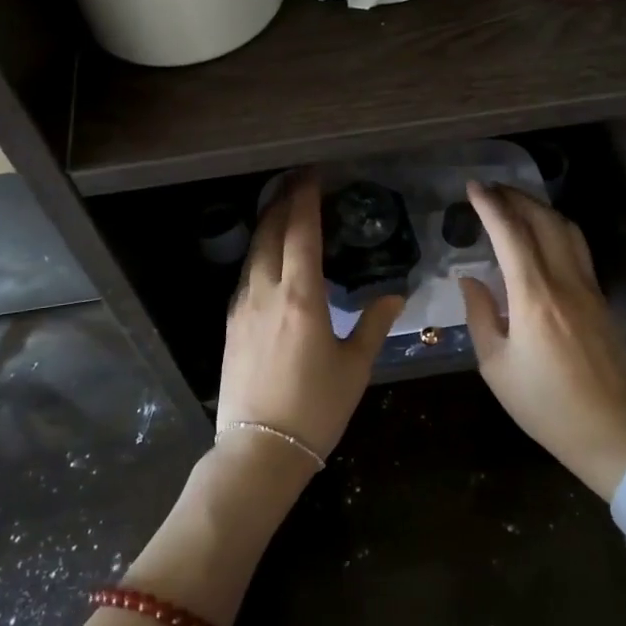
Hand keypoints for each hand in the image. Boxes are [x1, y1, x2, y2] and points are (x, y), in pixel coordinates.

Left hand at [217, 172, 402, 462]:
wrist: (259, 451)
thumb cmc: (315, 409)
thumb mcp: (355, 367)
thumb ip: (374, 324)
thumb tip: (395, 295)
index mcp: (301, 297)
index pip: (301, 233)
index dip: (306, 199)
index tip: (312, 174)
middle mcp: (266, 292)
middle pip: (270, 233)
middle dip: (283, 201)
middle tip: (297, 180)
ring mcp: (242, 307)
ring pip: (253, 252)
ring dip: (268, 224)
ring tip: (282, 208)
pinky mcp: (231, 324)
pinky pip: (245, 275)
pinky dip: (259, 253)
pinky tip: (268, 257)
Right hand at [459, 181, 625, 497]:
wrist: (610, 433)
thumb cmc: (545, 406)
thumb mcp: (496, 366)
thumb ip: (481, 316)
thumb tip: (470, 280)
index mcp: (534, 298)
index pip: (511, 235)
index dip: (491, 206)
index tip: (473, 187)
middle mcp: (566, 283)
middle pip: (544, 221)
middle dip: (516, 198)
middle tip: (491, 190)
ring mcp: (590, 290)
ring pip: (568, 231)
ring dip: (540, 210)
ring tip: (515, 206)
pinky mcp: (602, 301)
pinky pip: (578, 251)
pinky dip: (557, 231)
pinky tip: (542, 238)